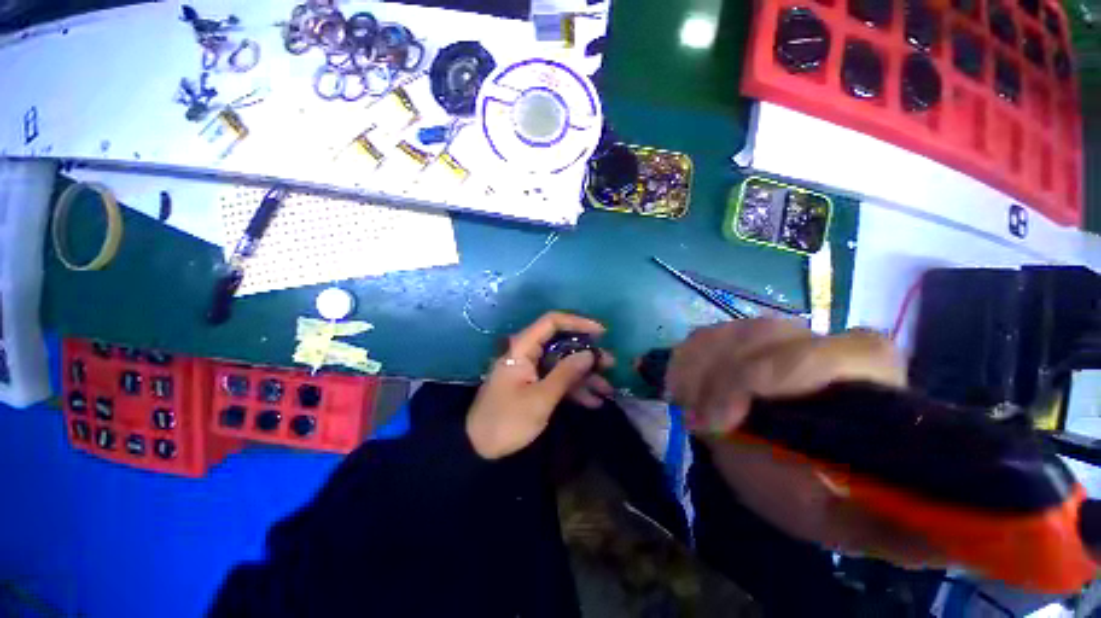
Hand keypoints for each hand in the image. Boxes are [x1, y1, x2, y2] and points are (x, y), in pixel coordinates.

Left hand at [466, 312, 614, 459]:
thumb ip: (566, 373)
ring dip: (584, 375)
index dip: (577, 322)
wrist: (479, 450)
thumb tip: (590, 354)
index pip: (552, 322)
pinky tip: (593, 401)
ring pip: (562, 364)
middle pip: (561, 344)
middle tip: (610, 364)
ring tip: (608, 390)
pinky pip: (557, 380)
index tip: (601, 333)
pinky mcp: (533, 385)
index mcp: (522, 348)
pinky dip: (574, 389)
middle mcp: (527, 353)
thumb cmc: (507, 421)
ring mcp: (531, 370)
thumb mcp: (540, 398)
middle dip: (587, 354)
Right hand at [668, 319, 943, 566]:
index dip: (789, 370)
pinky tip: (682, 392)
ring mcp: (773, 339)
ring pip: (728, 332)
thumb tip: (944, 535)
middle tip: (700, 424)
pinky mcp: (735, 340)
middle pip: (768, 334)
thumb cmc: (815, 496)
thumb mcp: (848, 523)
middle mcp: (823, 346)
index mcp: (870, 385)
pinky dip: (684, 363)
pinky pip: (701, 337)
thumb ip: (891, 529)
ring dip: (699, 372)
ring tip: (689, 412)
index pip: (848, 350)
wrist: (774, 469)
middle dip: (725, 378)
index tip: (740, 414)